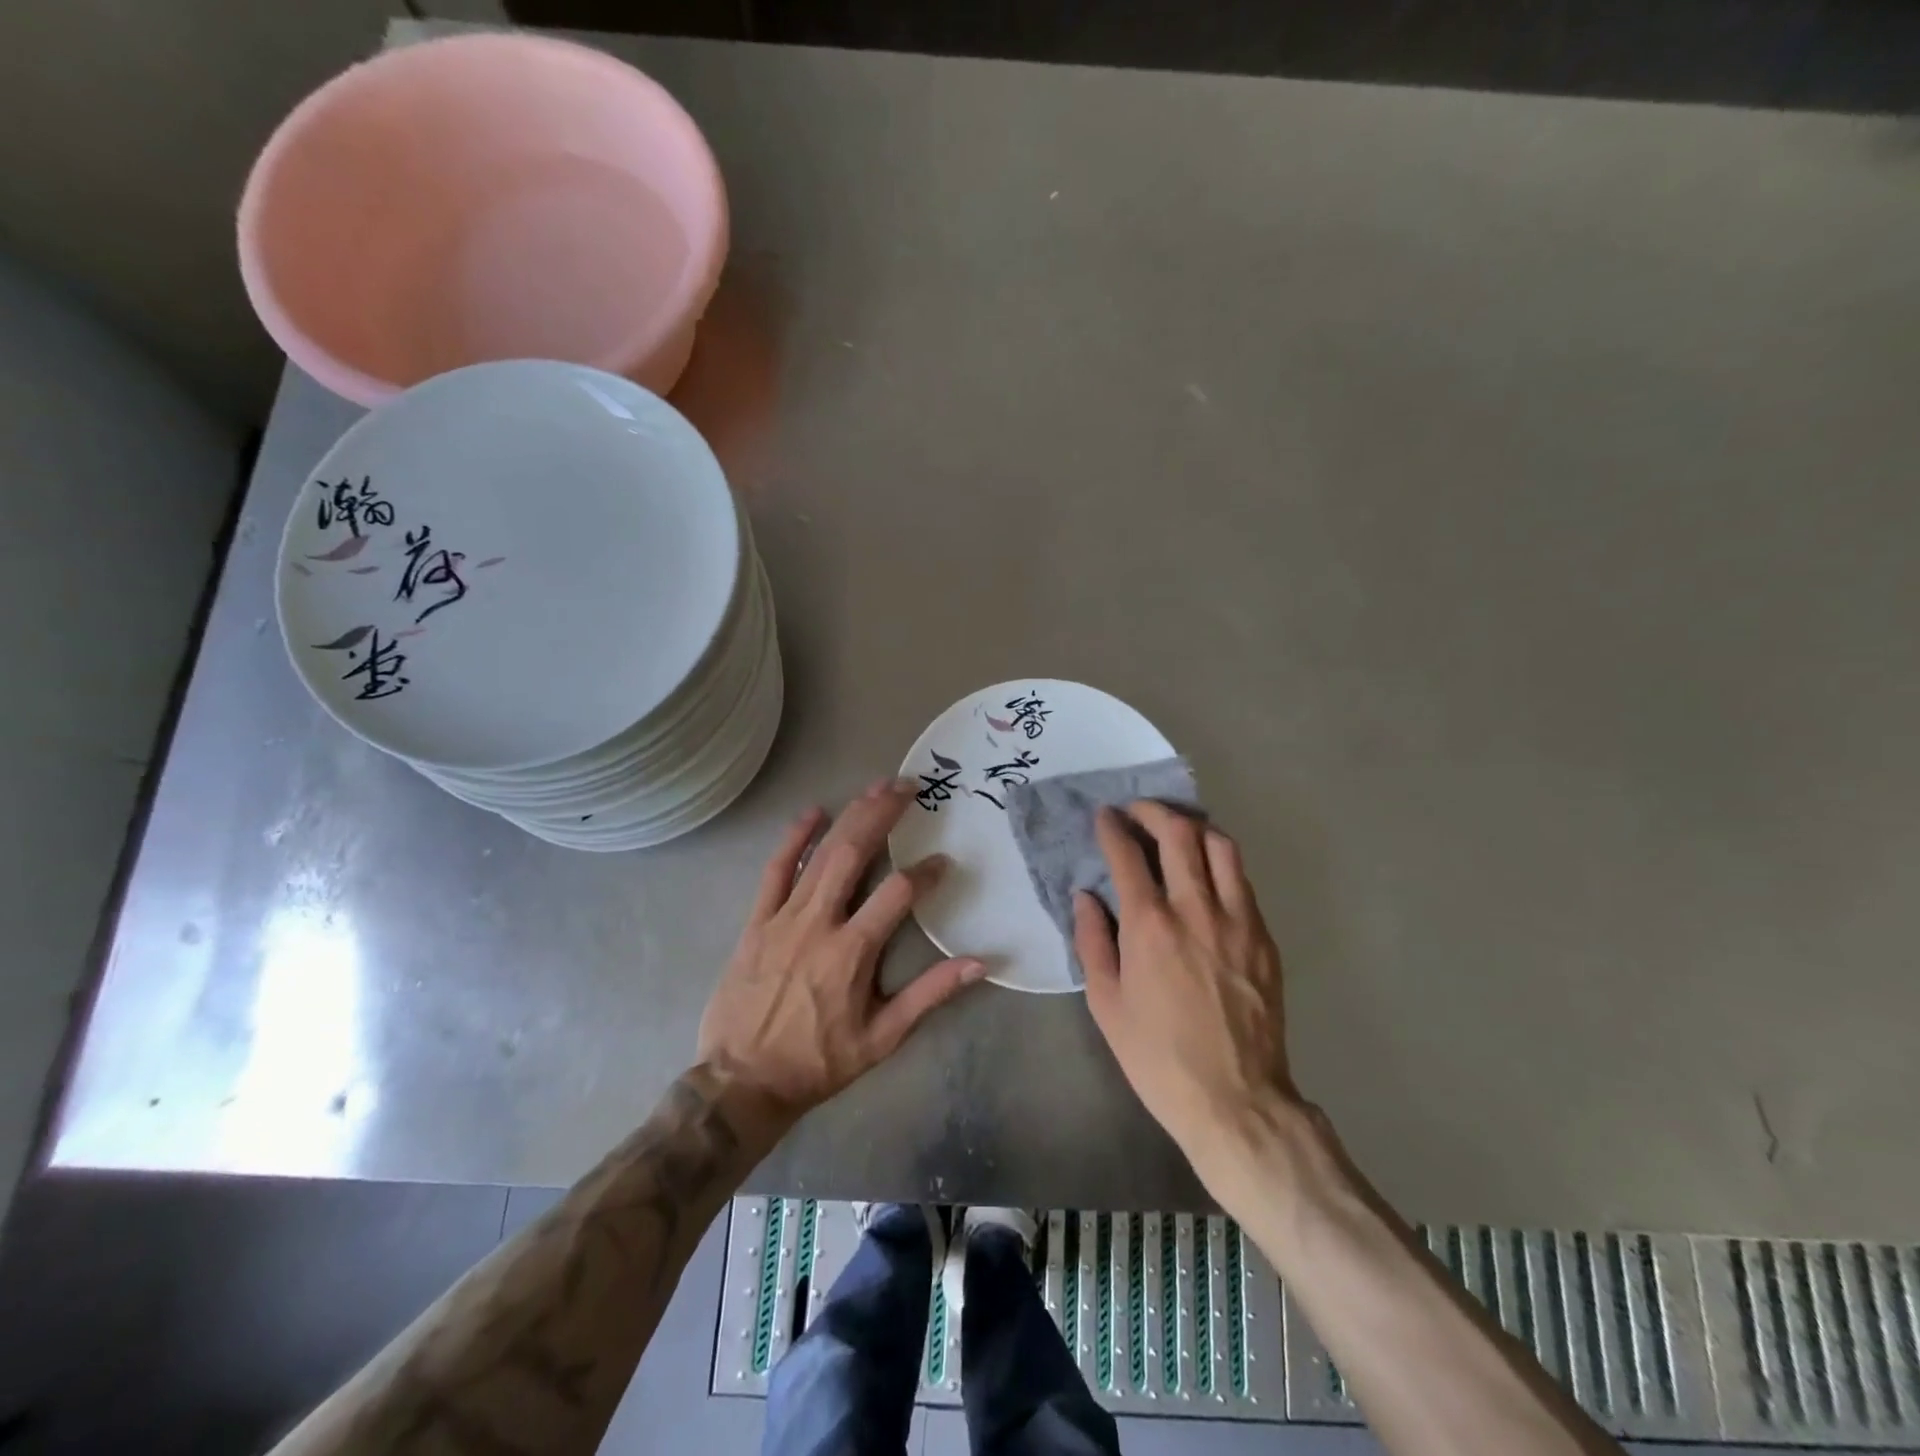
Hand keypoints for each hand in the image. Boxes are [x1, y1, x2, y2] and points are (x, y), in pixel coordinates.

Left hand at [697, 780, 985, 1125]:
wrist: (743, 1081)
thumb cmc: (818, 1062)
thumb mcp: (882, 1038)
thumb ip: (930, 995)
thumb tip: (979, 963)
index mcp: (852, 952)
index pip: (897, 894)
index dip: (924, 873)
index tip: (943, 862)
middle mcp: (819, 924)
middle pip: (854, 854)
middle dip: (883, 815)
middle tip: (907, 786)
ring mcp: (783, 918)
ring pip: (820, 855)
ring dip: (849, 816)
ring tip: (875, 787)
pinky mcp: (756, 921)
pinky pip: (775, 871)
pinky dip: (794, 839)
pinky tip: (813, 812)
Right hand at [1074, 802, 1302, 1202]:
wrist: (1235, 1100)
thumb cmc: (1157, 1056)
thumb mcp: (1105, 1004)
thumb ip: (1092, 941)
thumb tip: (1086, 896)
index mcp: (1149, 926)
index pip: (1128, 854)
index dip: (1113, 827)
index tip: (1104, 816)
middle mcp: (1195, 909)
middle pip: (1179, 833)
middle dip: (1153, 812)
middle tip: (1138, 812)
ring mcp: (1237, 920)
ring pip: (1221, 847)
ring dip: (1194, 827)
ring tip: (1177, 830)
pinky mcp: (1263, 937)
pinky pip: (1243, 880)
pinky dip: (1221, 862)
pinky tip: (1207, 873)